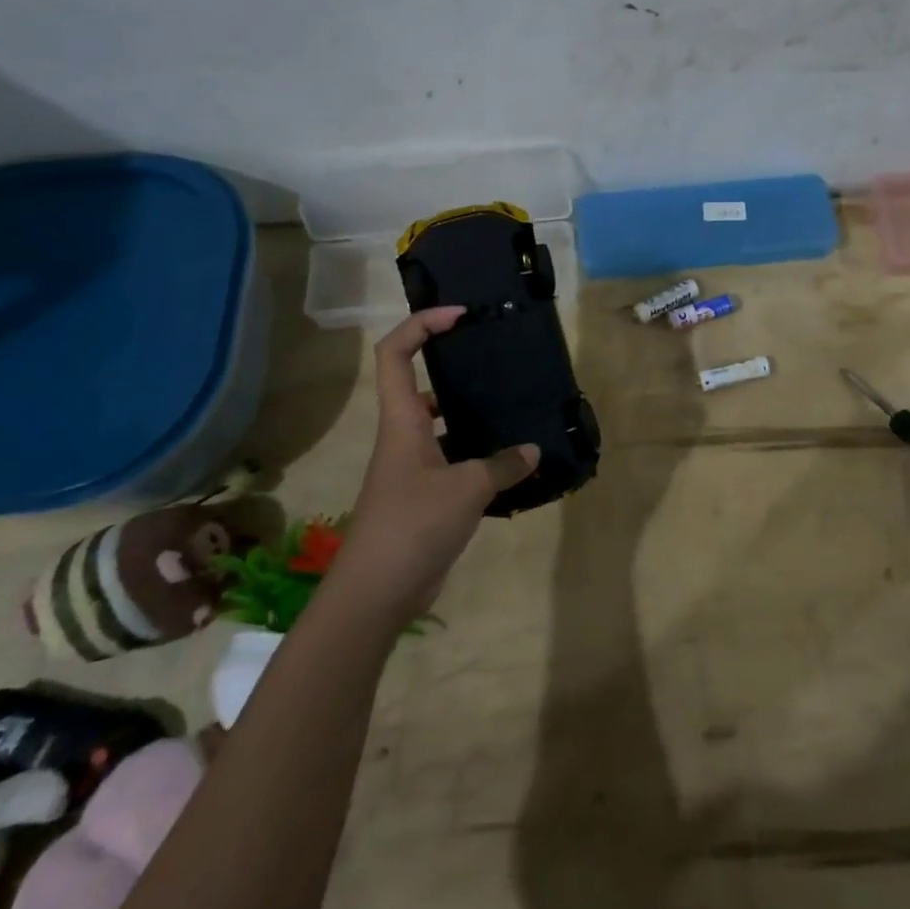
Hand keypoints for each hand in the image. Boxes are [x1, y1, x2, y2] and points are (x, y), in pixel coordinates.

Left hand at [332, 308, 537, 627]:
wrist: (377, 592)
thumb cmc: (413, 525)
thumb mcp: (467, 488)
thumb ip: (503, 465)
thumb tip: (532, 451)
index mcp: (402, 421)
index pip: (395, 354)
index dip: (421, 325)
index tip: (459, 316)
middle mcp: (404, 436)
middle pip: (420, 385)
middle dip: (453, 367)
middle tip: (495, 362)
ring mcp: (413, 468)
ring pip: (442, 426)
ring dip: (472, 416)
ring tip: (513, 410)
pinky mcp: (425, 496)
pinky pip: (455, 461)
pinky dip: (481, 458)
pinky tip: (513, 464)